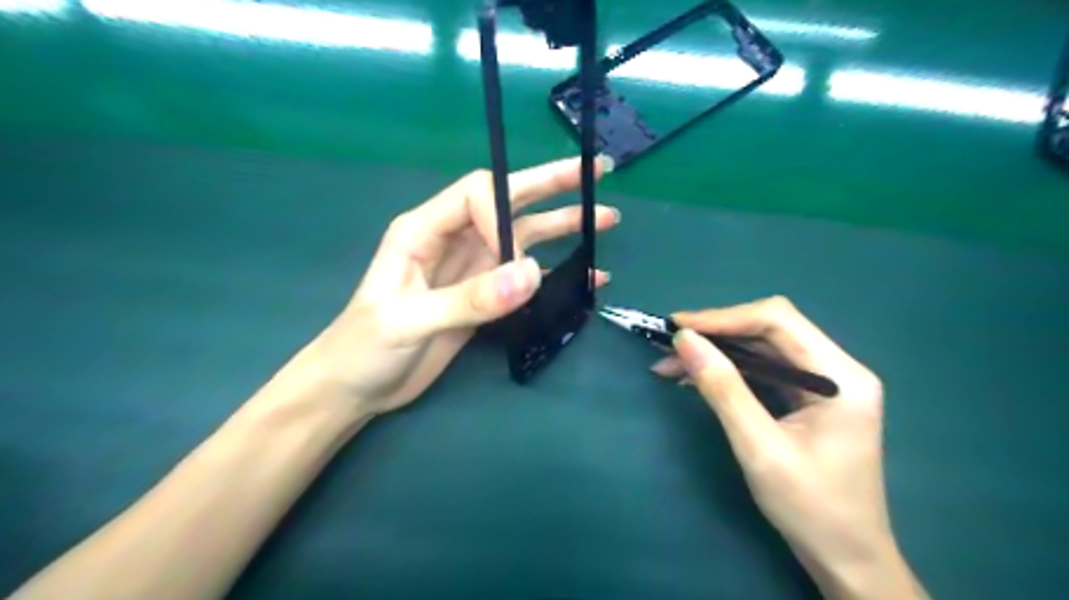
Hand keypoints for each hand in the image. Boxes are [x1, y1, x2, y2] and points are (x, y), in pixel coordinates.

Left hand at [301, 158, 617, 418]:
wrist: (357, 388)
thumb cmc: (363, 348)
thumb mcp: (407, 321)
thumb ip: (468, 298)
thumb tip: (532, 273)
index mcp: (422, 230)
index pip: (476, 195)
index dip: (505, 214)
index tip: (520, 259)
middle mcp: (452, 240)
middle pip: (507, 201)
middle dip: (551, 187)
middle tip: (596, 174)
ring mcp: (471, 268)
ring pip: (523, 237)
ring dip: (563, 225)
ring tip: (605, 219)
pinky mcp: (483, 297)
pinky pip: (525, 277)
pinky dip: (557, 272)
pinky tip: (588, 274)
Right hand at [653, 296, 928, 598]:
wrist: (846, 559)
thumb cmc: (811, 508)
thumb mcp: (759, 448)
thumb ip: (723, 389)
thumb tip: (685, 341)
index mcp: (841, 376)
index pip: (778, 321)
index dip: (723, 318)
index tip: (677, 328)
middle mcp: (837, 369)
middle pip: (769, 329)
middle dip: (716, 334)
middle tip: (670, 347)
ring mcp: (824, 384)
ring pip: (761, 348)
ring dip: (716, 352)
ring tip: (671, 364)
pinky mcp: (808, 398)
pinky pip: (763, 370)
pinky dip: (727, 371)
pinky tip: (696, 379)